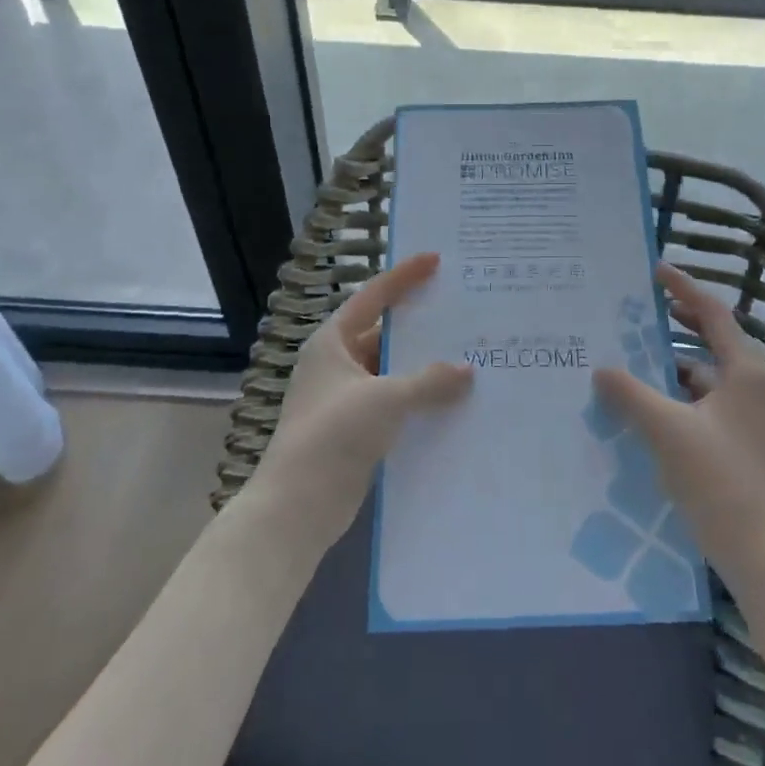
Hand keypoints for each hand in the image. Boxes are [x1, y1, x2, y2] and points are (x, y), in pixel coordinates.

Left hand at [255, 252, 473, 552]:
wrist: (298, 505)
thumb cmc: (334, 434)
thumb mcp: (386, 399)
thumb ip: (429, 381)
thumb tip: (467, 371)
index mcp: (332, 342)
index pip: (373, 297)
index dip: (404, 276)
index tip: (435, 260)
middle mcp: (337, 363)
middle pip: (383, 333)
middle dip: (420, 325)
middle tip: (460, 310)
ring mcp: (346, 397)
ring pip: (391, 370)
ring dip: (423, 366)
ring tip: (466, 353)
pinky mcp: (356, 428)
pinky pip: (394, 401)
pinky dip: (419, 398)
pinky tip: (452, 399)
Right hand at [592, 263, 764, 586]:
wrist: (760, 551)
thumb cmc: (718, 479)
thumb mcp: (668, 430)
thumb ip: (631, 394)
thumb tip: (600, 368)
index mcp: (744, 372)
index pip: (713, 313)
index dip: (683, 289)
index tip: (653, 271)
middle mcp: (750, 387)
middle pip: (710, 340)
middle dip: (675, 323)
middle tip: (635, 309)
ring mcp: (746, 417)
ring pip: (704, 375)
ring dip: (670, 362)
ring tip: (629, 354)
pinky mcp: (737, 442)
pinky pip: (702, 403)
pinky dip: (675, 395)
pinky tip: (644, 403)